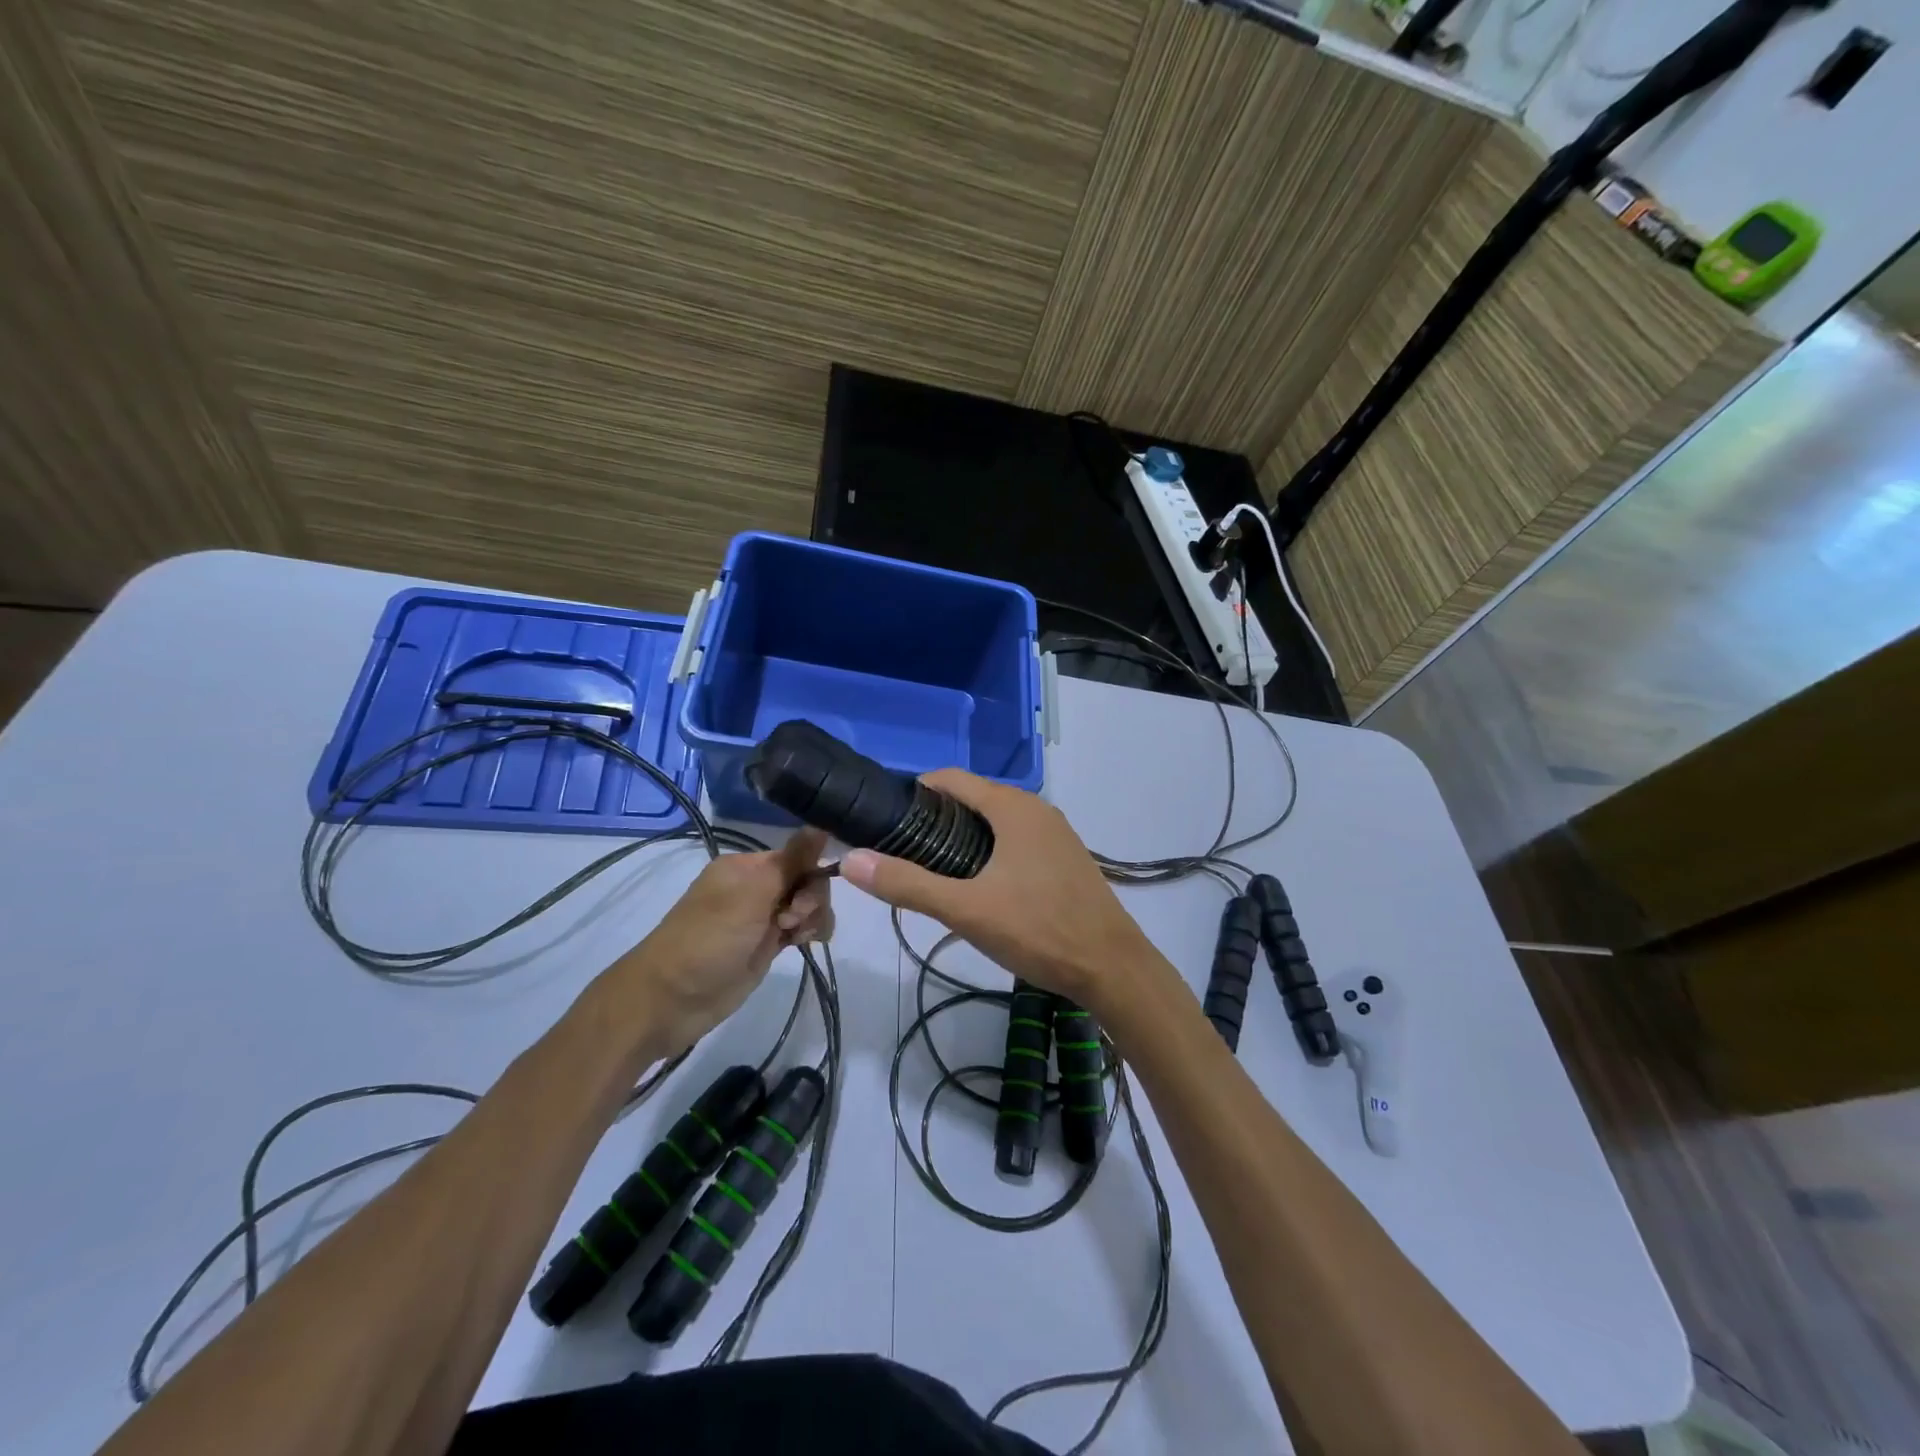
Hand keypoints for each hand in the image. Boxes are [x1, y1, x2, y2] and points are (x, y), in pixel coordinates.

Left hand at [600, 830, 831, 1056]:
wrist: (673, 999)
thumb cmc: (709, 939)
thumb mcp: (751, 894)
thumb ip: (791, 861)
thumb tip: (822, 824)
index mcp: (746, 866)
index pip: (797, 856)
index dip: (810, 874)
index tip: (801, 900)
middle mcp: (755, 886)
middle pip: (806, 880)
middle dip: (811, 899)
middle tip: (791, 922)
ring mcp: (762, 916)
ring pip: (807, 905)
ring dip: (813, 917)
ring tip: (797, 937)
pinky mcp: (767, 944)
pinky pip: (800, 927)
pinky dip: (809, 931)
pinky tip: (806, 943)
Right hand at [840, 770, 1158, 1011]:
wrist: (1112, 968)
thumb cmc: (1038, 930)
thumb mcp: (966, 909)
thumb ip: (907, 884)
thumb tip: (851, 859)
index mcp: (1012, 807)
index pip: (951, 778)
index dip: (915, 792)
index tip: (885, 819)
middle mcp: (1036, 809)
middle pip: (973, 797)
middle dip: (935, 817)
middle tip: (902, 852)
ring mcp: (1055, 832)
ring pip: (996, 820)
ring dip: (962, 835)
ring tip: (932, 870)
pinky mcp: (1065, 857)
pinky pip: (1016, 839)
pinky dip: (990, 849)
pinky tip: (978, 884)